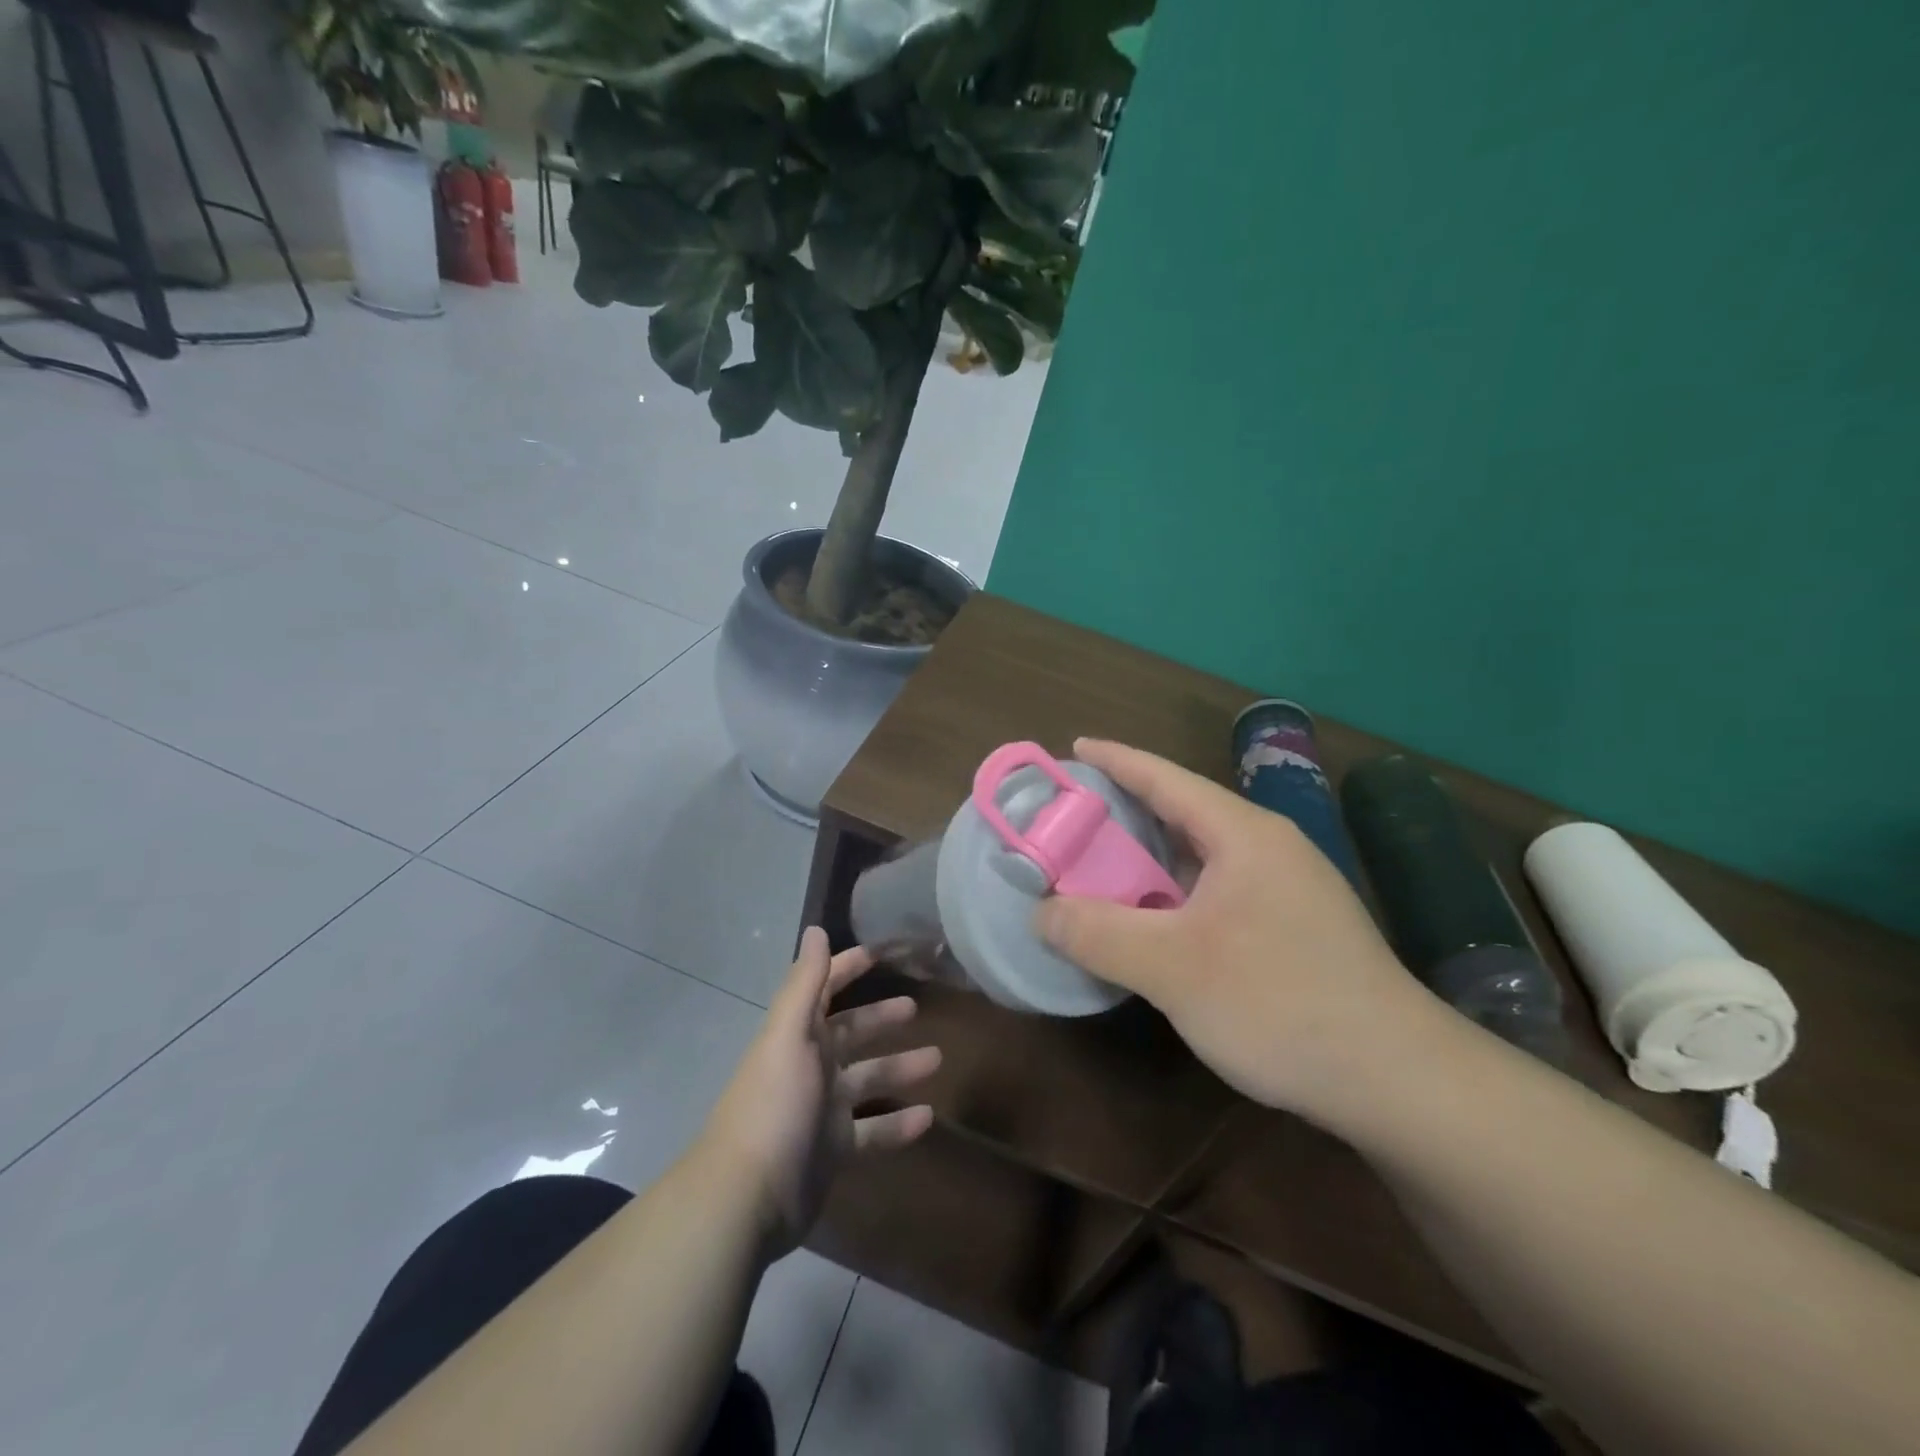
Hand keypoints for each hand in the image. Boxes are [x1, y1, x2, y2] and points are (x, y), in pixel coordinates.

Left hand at [700, 929, 939, 1253]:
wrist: (747, 1197)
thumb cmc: (774, 1104)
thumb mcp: (790, 1035)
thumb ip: (806, 983)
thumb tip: (815, 929)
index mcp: (797, 1035)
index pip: (825, 989)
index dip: (848, 968)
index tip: (881, 952)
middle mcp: (810, 1066)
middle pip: (851, 1033)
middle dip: (881, 1018)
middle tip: (917, 1008)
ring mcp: (822, 1110)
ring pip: (868, 1079)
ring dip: (899, 1068)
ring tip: (938, 1059)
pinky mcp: (833, 1150)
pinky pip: (873, 1130)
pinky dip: (898, 1124)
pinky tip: (928, 1119)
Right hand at [1033, 739, 1439, 1126]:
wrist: (1398, 1082)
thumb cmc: (1280, 1004)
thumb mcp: (1173, 969)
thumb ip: (1098, 933)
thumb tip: (1040, 913)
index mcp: (1243, 835)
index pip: (1166, 778)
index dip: (1115, 760)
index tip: (1073, 748)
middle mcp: (1268, 848)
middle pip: (1183, 812)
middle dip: (1125, 811)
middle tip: (1070, 818)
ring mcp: (1288, 889)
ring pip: (1201, 856)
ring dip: (1149, 858)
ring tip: (1099, 866)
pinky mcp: (1294, 928)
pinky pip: (1217, 891)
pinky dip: (1174, 894)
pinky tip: (1152, 920)